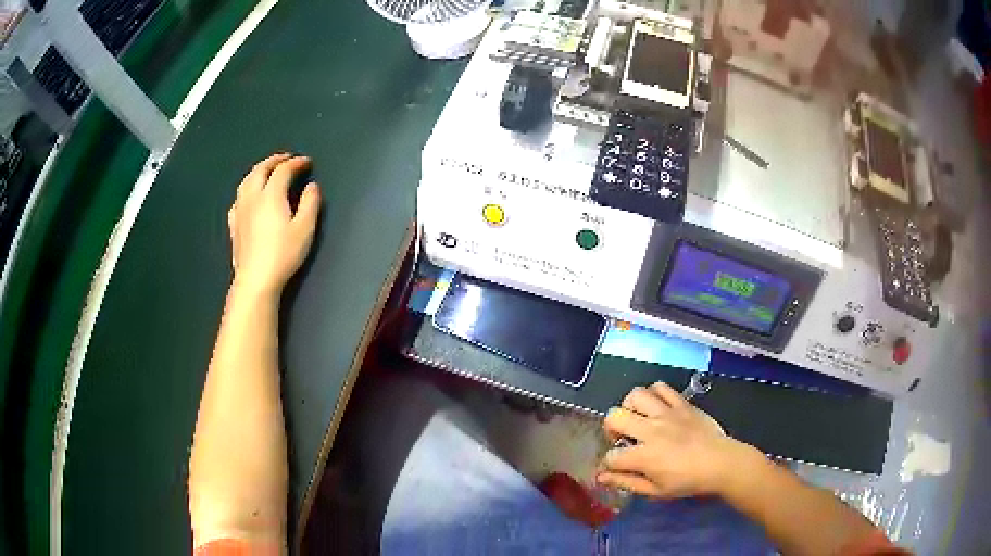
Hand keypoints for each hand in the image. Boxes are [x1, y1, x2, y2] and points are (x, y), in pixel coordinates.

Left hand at [228, 153, 320, 296]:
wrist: (256, 279)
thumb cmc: (283, 255)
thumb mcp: (305, 229)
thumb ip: (310, 204)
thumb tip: (312, 187)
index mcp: (271, 195)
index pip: (283, 170)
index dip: (296, 163)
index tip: (307, 162)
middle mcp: (253, 197)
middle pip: (261, 169)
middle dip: (275, 161)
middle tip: (287, 158)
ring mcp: (240, 210)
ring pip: (246, 180)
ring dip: (258, 170)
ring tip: (267, 170)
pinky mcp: (234, 224)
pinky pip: (238, 198)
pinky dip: (246, 189)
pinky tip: (248, 196)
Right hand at [598, 382, 758, 499]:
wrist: (721, 463)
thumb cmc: (688, 481)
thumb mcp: (656, 491)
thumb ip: (627, 482)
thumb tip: (601, 477)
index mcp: (644, 456)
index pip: (611, 455)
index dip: (608, 463)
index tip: (615, 467)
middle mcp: (651, 430)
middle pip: (614, 417)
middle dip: (610, 429)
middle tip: (622, 438)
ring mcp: (667, 413)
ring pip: (635, 395)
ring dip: (629, 407)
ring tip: (637, 418)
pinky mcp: (681, 403)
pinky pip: (660, 387)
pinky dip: (653, 394)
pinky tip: (655, 407)